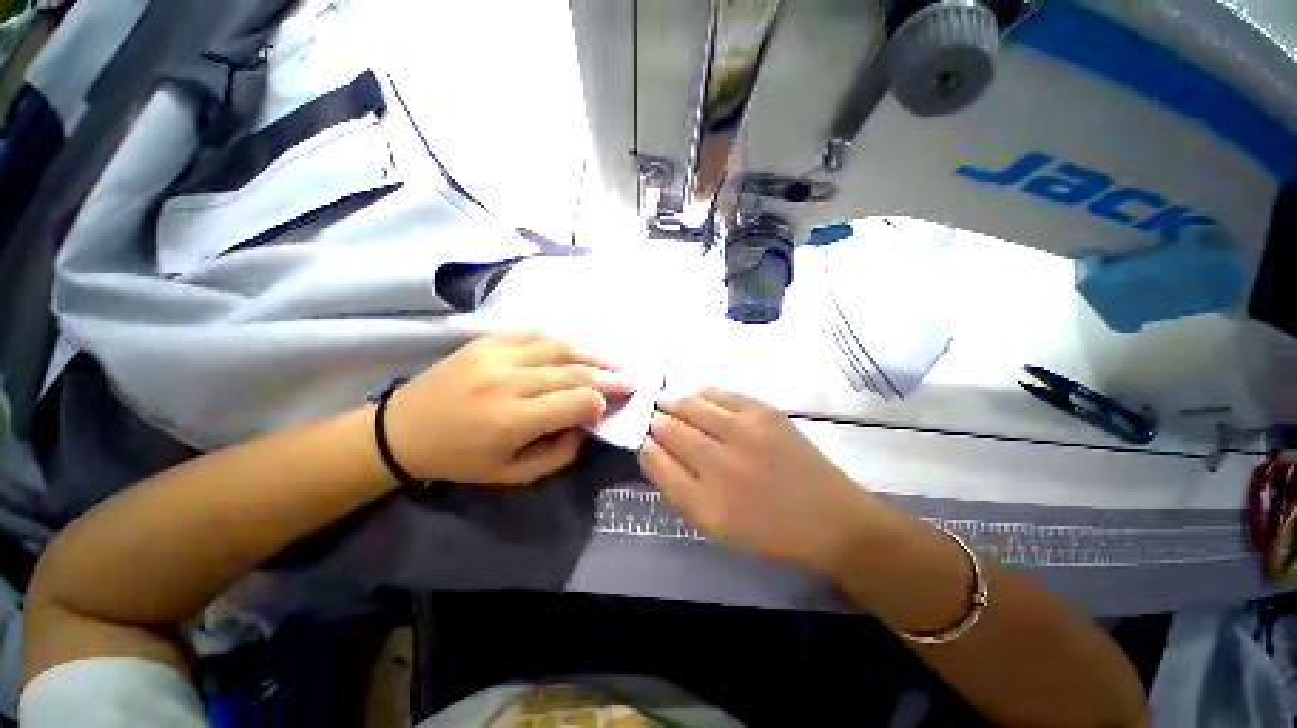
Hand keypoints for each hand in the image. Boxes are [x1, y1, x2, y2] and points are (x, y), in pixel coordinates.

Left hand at [385, 333, 634, 485]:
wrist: (402, 430)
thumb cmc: (459, 459)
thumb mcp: (511, 475)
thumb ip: (557, 454)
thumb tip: (585, 427)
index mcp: (512, 420)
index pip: (576, 402)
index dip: (600, 404)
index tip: (609, 408)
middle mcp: (508, 382)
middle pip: (573, 372)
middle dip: (608, 377)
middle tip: (630, 380)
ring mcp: (496, 355)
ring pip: (558, 348)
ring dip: (592, 354)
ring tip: (612, 362)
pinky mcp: (486, 341)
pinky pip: (534, 334)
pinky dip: (561, 341)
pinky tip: (576, 349)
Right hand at [638, 388, 874, 570]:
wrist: (829, 517)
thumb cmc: (767, 529)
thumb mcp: (715, 525)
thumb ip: (678, 488)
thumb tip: (654, 450)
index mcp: (704, 502)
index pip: (656, 461)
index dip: (644, 445)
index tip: (643, 438)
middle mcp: (720, 464)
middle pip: (670, 430)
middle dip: (655, 421)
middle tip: (653, 418)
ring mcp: (744, 433)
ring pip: (690, 407)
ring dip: (672, 403)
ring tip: (665, 403)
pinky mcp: (763, 412)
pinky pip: (719, 394)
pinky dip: (701, 394)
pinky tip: (695, 398)